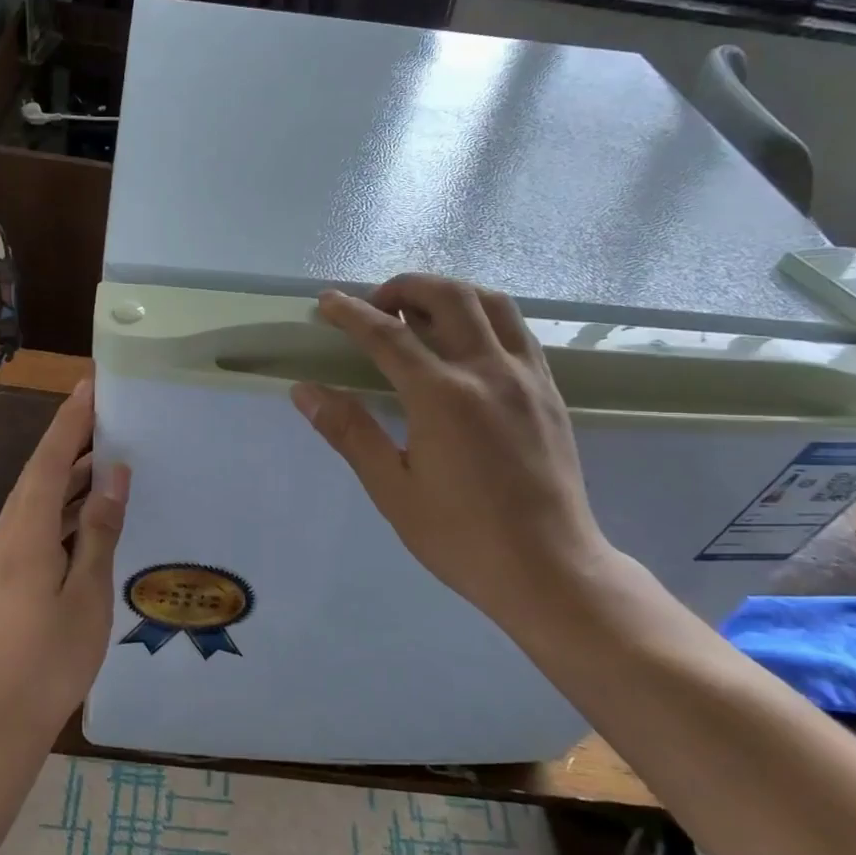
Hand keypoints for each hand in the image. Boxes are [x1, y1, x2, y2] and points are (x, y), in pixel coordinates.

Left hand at [0, 379, 130, 741]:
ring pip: (33, 504)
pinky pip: (30, 527)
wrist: (3, 716)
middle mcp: (1, 537)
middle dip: (69, 443)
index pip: (47, 463)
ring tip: (104, 460)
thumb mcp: (89, 592)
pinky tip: (84, 516)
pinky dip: (58, 512)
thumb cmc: (55, 657)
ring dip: (66, 480)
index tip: (89, 386)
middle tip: (106, 417)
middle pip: (37, 477)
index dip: (69, 422)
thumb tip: (113, 476)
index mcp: (24, 536)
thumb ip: (99, 529)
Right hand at [290, 274, 618, 630]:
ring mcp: (526, 376)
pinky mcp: (549, 390)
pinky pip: (517, 329)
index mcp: (443, 396)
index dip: (351, 314)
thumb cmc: (461, 536)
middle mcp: (488, 370)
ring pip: (491, 302)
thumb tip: (305, 391)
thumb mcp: (393, 489)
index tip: (328, 302)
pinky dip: (485, 315)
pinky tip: (468, 340)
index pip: (388, 335)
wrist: (547, 567)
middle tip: (376, 304)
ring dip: (450, 292)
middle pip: (447, 297)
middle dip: (405, 287)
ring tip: (421, 311)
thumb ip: (350, 432)